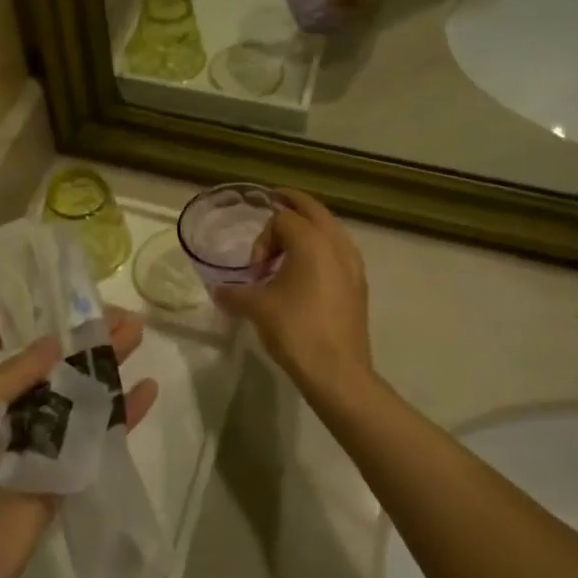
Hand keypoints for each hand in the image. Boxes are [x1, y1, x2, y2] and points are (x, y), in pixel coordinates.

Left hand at [0, 309, 156, 577]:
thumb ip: (12, 373)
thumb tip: (54, 340)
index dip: (27, 310)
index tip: (60, 283)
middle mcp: (2, 408)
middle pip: (48, 361)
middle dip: (80, 333)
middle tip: (117, 309)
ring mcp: (35, 441)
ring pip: (77, 391)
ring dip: (106, 363)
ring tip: (138, 332)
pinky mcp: (62, 473)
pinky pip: (95, 435)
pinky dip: (122, 414)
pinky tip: (148, 390)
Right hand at [213, 191, 373, 401]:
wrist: (338, 373)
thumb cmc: (296, 331)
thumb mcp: (257, 309)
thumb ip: (235, 292)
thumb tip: (219, 290)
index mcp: (312, 241)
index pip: (282, 218)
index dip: (262, 239)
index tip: (255, 271)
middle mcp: (337, 243)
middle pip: (313, 209)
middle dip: (291, 206)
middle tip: (273, 203)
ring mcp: (353, 263)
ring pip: (330, 228)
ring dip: (309, 227)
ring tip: (289, 245)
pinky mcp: (359, 284)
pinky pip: (339, 250)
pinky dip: (323, 247)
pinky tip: (309, 271)